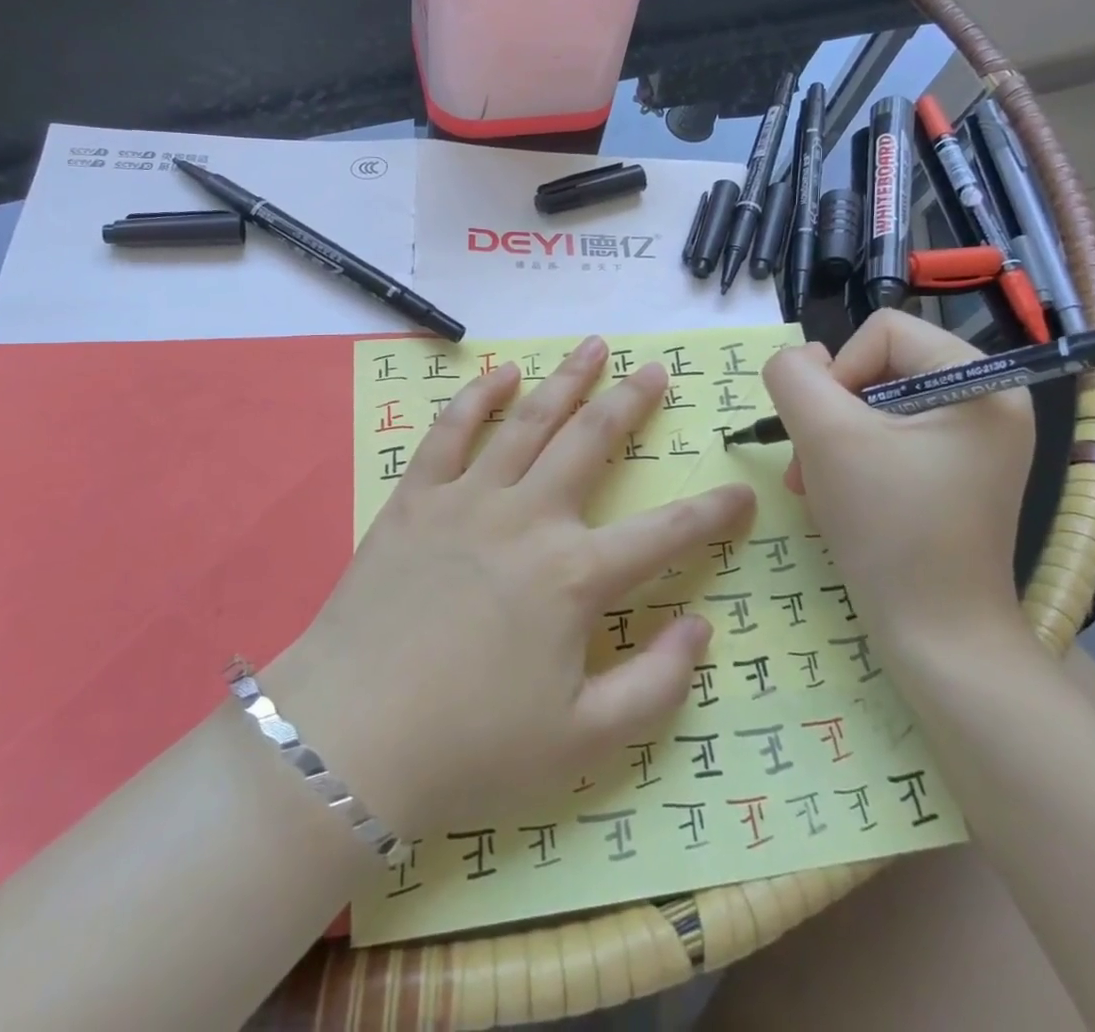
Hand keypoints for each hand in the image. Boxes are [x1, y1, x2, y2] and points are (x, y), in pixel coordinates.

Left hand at [268, 336, 755, 837]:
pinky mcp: (416, 499)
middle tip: (655, 371)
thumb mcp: (584, 743)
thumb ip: (656, 686)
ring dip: (566, 380)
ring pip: (528, 420)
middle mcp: (528, 518)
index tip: (742, 493)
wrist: (352, 740)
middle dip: (630, 402)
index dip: (712, 513)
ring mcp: (468, 500)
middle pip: (591, 442)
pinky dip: (477, 395)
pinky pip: (451, 431)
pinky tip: (500, 372)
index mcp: (575, 576)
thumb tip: (700, 628)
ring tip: (593, 347)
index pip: (665, 533)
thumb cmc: (472, 748)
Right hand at [759, 311, 1034, 644]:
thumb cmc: (888, 526)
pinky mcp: (954, 473)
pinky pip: (889, 438)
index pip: (882, 330)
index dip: (837, 372)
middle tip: (809, 464)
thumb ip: (794, 377)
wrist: (937, 634)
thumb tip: (800, 358)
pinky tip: (834, 494)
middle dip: (830, 414)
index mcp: (979, 381)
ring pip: (873, 405)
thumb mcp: (826, 436)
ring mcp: (972, 441)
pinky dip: (851, 459)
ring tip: (814, 484)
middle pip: (877, 367)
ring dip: (831, 438)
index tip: (826, 432)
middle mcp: (987, 401)